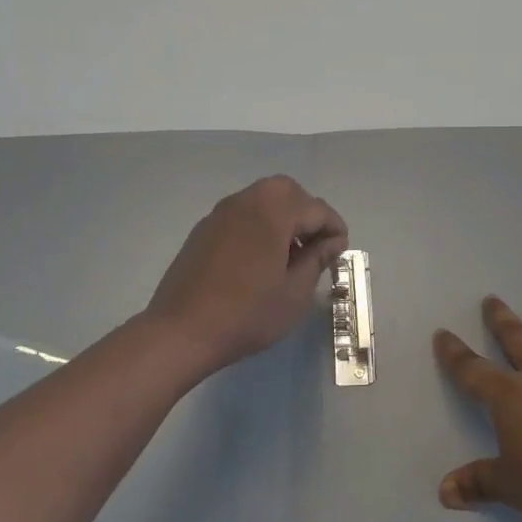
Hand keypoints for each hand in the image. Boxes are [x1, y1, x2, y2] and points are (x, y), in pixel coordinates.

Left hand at [145, 176, 347, 375]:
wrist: (181, 330)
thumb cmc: (247, 314)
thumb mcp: (295, 293)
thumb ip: (317, 260)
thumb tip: (332, 242)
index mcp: (273, 212)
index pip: (316, 209)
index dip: (335, 228)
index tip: (340, 253)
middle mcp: (246, 201)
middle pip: (287, 192)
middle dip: (307, 213)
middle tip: (316, 247)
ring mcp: (220, 213)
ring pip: (262, 199)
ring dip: (282, 217)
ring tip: (289, 255)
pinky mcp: (203, 229)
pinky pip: (241, 214)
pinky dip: (259, 225)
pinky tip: (259, 259)